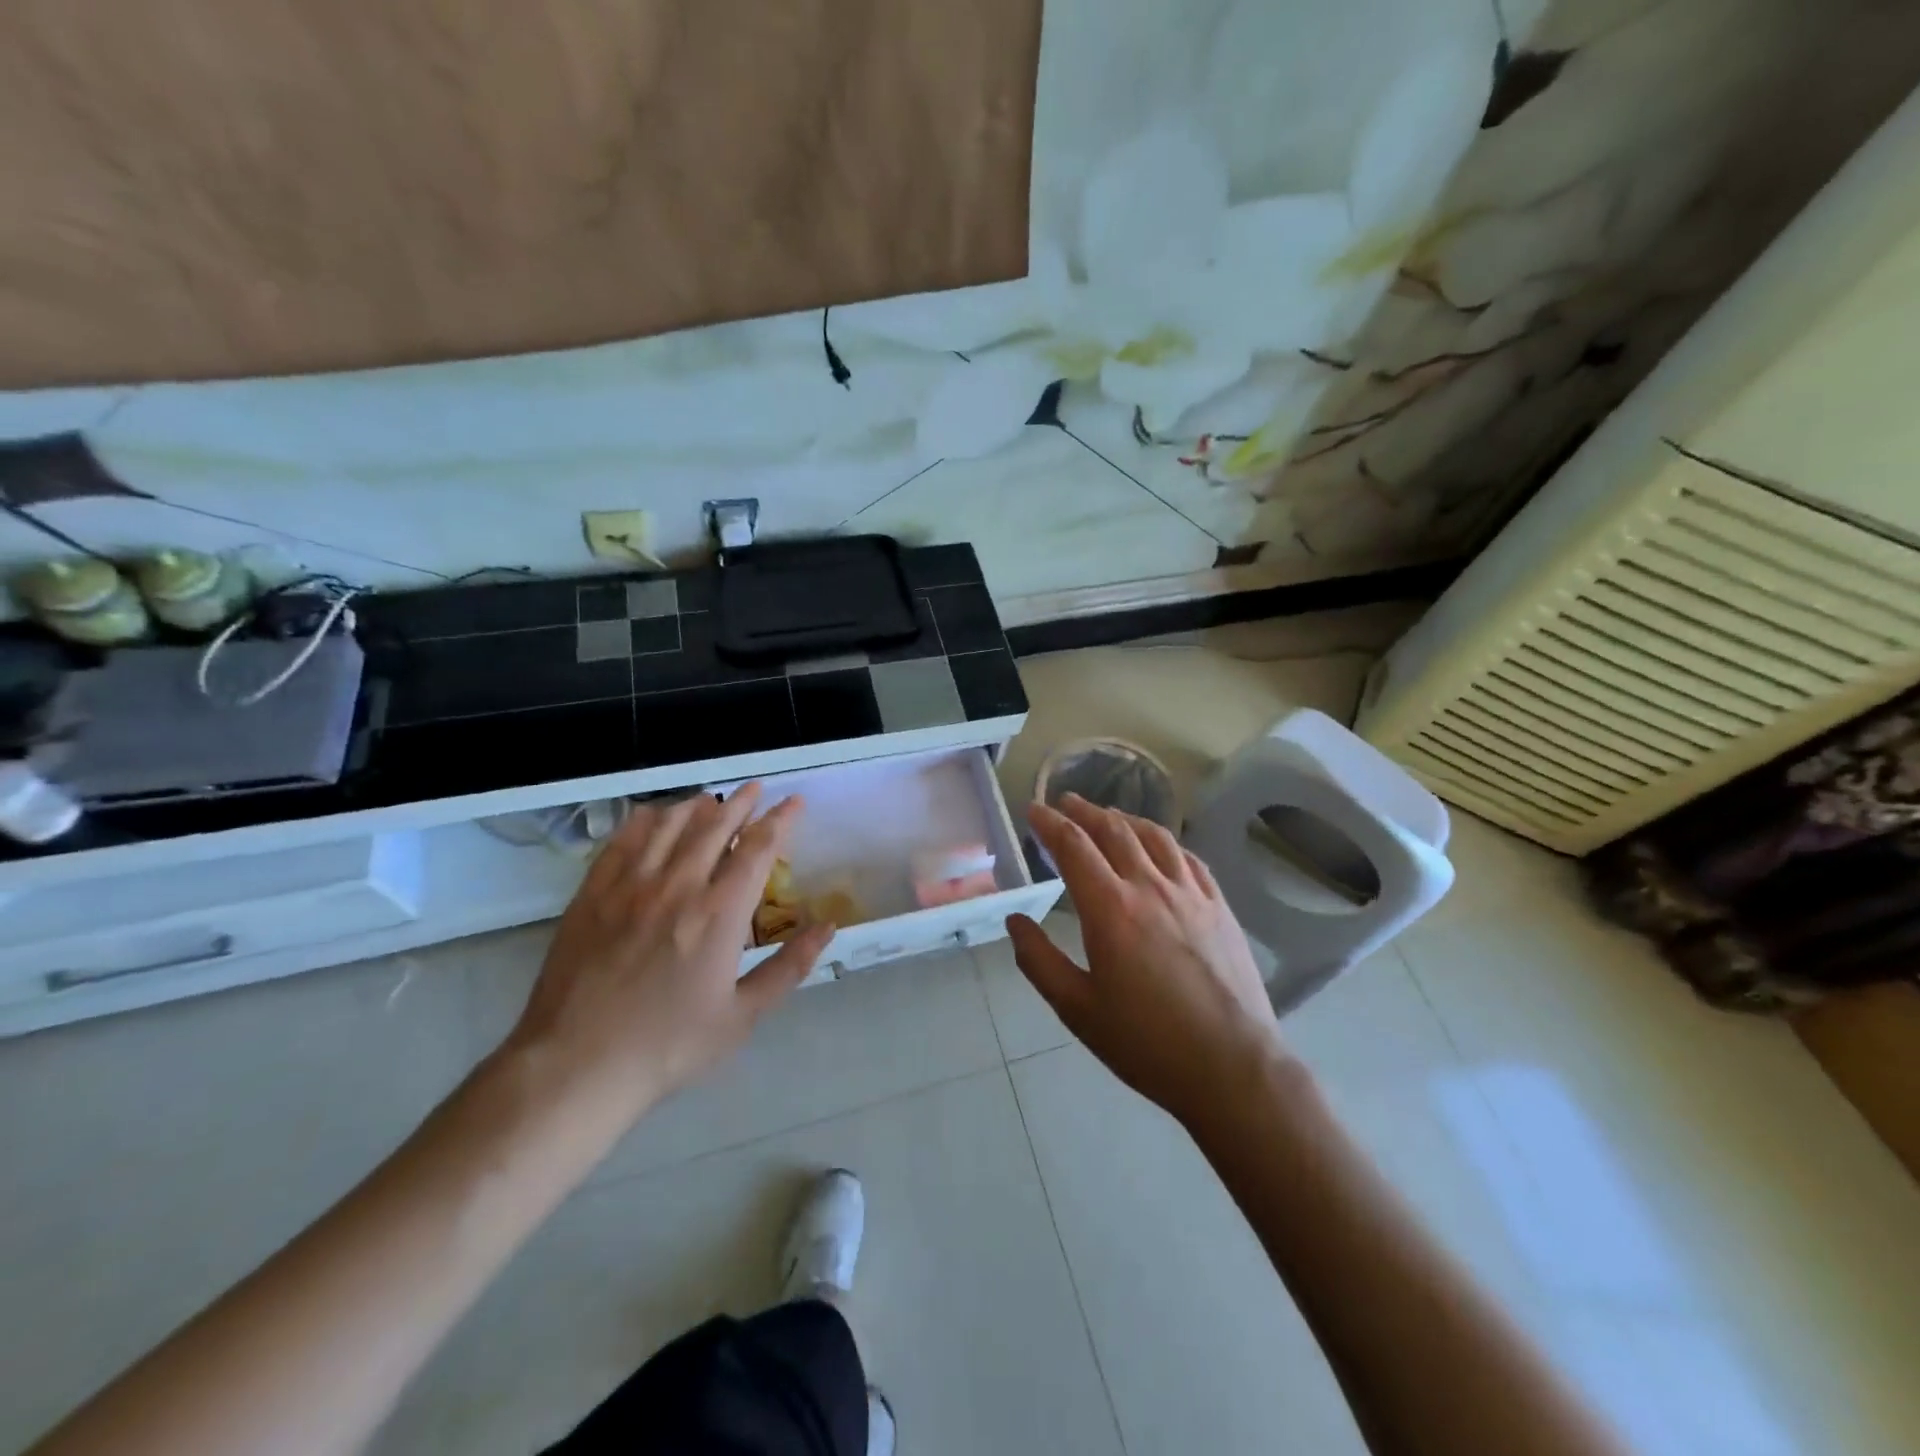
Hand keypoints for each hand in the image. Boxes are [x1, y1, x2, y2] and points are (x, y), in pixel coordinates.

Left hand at [506, 784, 832, 1123]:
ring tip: (711, 800)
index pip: (758, 848)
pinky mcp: (592, 894)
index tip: (794, 802)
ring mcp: (630, 886)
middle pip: (714, 825)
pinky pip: (622, 841)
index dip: (780, 820)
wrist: (577, 1066)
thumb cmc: (669, 1046)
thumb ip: (789, 967)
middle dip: (741, 802)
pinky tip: (653, 816)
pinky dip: (644, 820)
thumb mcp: (742, 1016)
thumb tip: (828, 927)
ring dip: (696, 805)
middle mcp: (677, 886)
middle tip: (757, 789)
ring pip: (668, 825)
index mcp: (719, 913)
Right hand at [1009, 793, 1285, 1128]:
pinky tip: (1161, 846)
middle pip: (1113, 830)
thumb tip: (1015, 921)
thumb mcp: (1078, 1010)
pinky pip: (1189, 858)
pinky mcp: (1219, 907)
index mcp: (1110, 909)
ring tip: (1108, 816)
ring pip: (1154, 836)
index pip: (1073, 846)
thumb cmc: (1147, 1043)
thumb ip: (1039, 961)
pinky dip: (1166, 841)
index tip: (1034, 810)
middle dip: (1084, 811)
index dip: (1049, 823)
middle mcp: (1150, 887)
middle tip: (1065, 802)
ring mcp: (1191, 894)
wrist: (1233, 1068)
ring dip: (1125, 818)